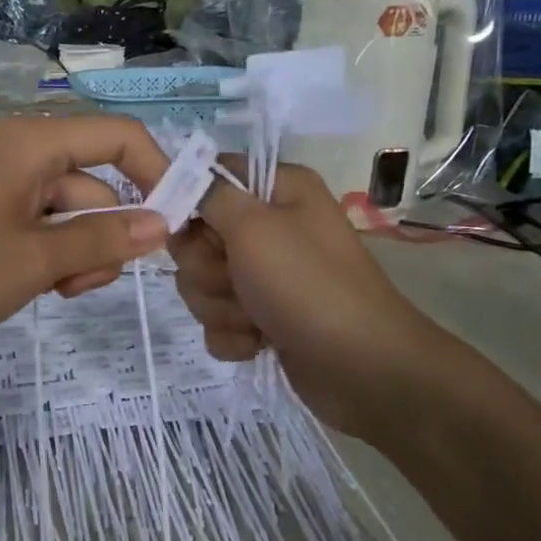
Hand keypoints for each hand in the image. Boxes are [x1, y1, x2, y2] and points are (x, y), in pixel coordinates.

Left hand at [0, 116, 172, 352]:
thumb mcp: (33, 260)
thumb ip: (101, 240)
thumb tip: (163, 222)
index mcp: (34, 143)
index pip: (121, 138)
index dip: (158, 174)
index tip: (178, 227)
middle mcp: (19, 153)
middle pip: (94, 184)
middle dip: (104, 235)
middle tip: (86, 284)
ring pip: (66, 214)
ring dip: (74, 254)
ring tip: (51, 292)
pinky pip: (35, 228)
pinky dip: (45, 256)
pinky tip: (29, 288)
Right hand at [170, 160, 452, 441]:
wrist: (359, 366)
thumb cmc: (307, 284)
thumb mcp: (254, 226)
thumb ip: (210, 195)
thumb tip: (182, 174)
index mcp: (277, 191)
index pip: (211, 175)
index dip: (190, 199)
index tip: (184, 225)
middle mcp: (270, 227)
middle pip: (197, 236)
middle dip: (206, 267)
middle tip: (235, 279)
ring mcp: (264, 276)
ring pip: (201, 282)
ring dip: (219, 305)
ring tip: (255, 317)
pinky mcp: (260, 317)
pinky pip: (217, 319)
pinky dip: (232, 334)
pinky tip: (259, 341)